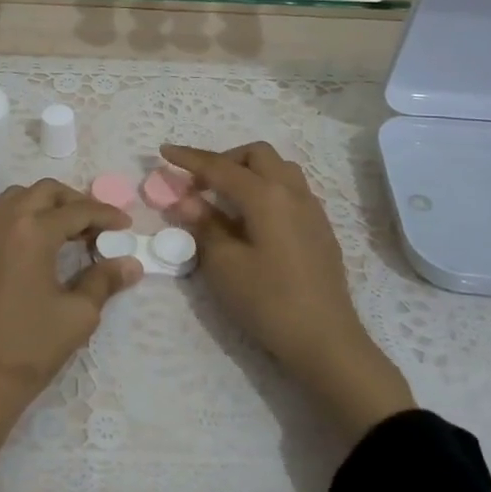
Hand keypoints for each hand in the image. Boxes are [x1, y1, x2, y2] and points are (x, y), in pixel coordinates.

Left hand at [0, 179, 142, 462]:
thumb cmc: (28, 350)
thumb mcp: (77, 316)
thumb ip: (104, 281)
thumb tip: (131, 264)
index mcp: (31, 231)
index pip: (77, 210)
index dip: (105, 215)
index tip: (126, 226)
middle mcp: (0, 221)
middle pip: (44, 192)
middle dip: (74, 202)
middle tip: (96, 226)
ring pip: (16, 198)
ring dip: (44, 206)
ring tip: (67, 233)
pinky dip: (20, 219)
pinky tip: (35, 248)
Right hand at [162, 143, 413, 440]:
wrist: (325, 340)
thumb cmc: (268, 301)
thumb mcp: (224, 265)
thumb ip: (204, 225)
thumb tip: (187, 201)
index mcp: (266, 195)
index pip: (220, 167)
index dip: (189, 158)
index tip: (165, 151)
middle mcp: (292, 191)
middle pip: (256, 155)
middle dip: (225, 160)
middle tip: (201, 184)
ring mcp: (312, 209)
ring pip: (279, 169)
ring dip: (249, 172)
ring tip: (227, 199)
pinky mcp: (320, 228)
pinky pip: (291, 190)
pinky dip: (267, 189)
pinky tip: (254, 220)